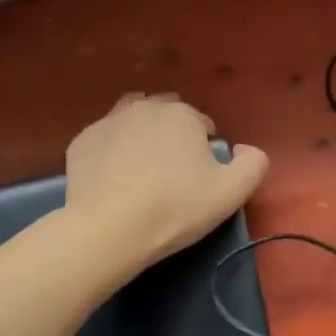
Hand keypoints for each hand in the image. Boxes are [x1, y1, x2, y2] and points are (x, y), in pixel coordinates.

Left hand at [64, 94, 268, 268]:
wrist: (110, 229)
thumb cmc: (176, 208)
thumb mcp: (232, 193)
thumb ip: (253, 164)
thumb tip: (246, 148)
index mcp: (183, 114)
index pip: (202, 123)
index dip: (205, 148)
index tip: (200, 176)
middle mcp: (145, 107)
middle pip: (165, 114)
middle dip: (172, 134)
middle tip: (172, 172)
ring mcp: (109, 121)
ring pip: (131, 118)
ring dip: (140, 134)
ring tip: (142, 168)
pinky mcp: (82, 141)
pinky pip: (104, 139)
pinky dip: (112, 151)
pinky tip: (114, 178)